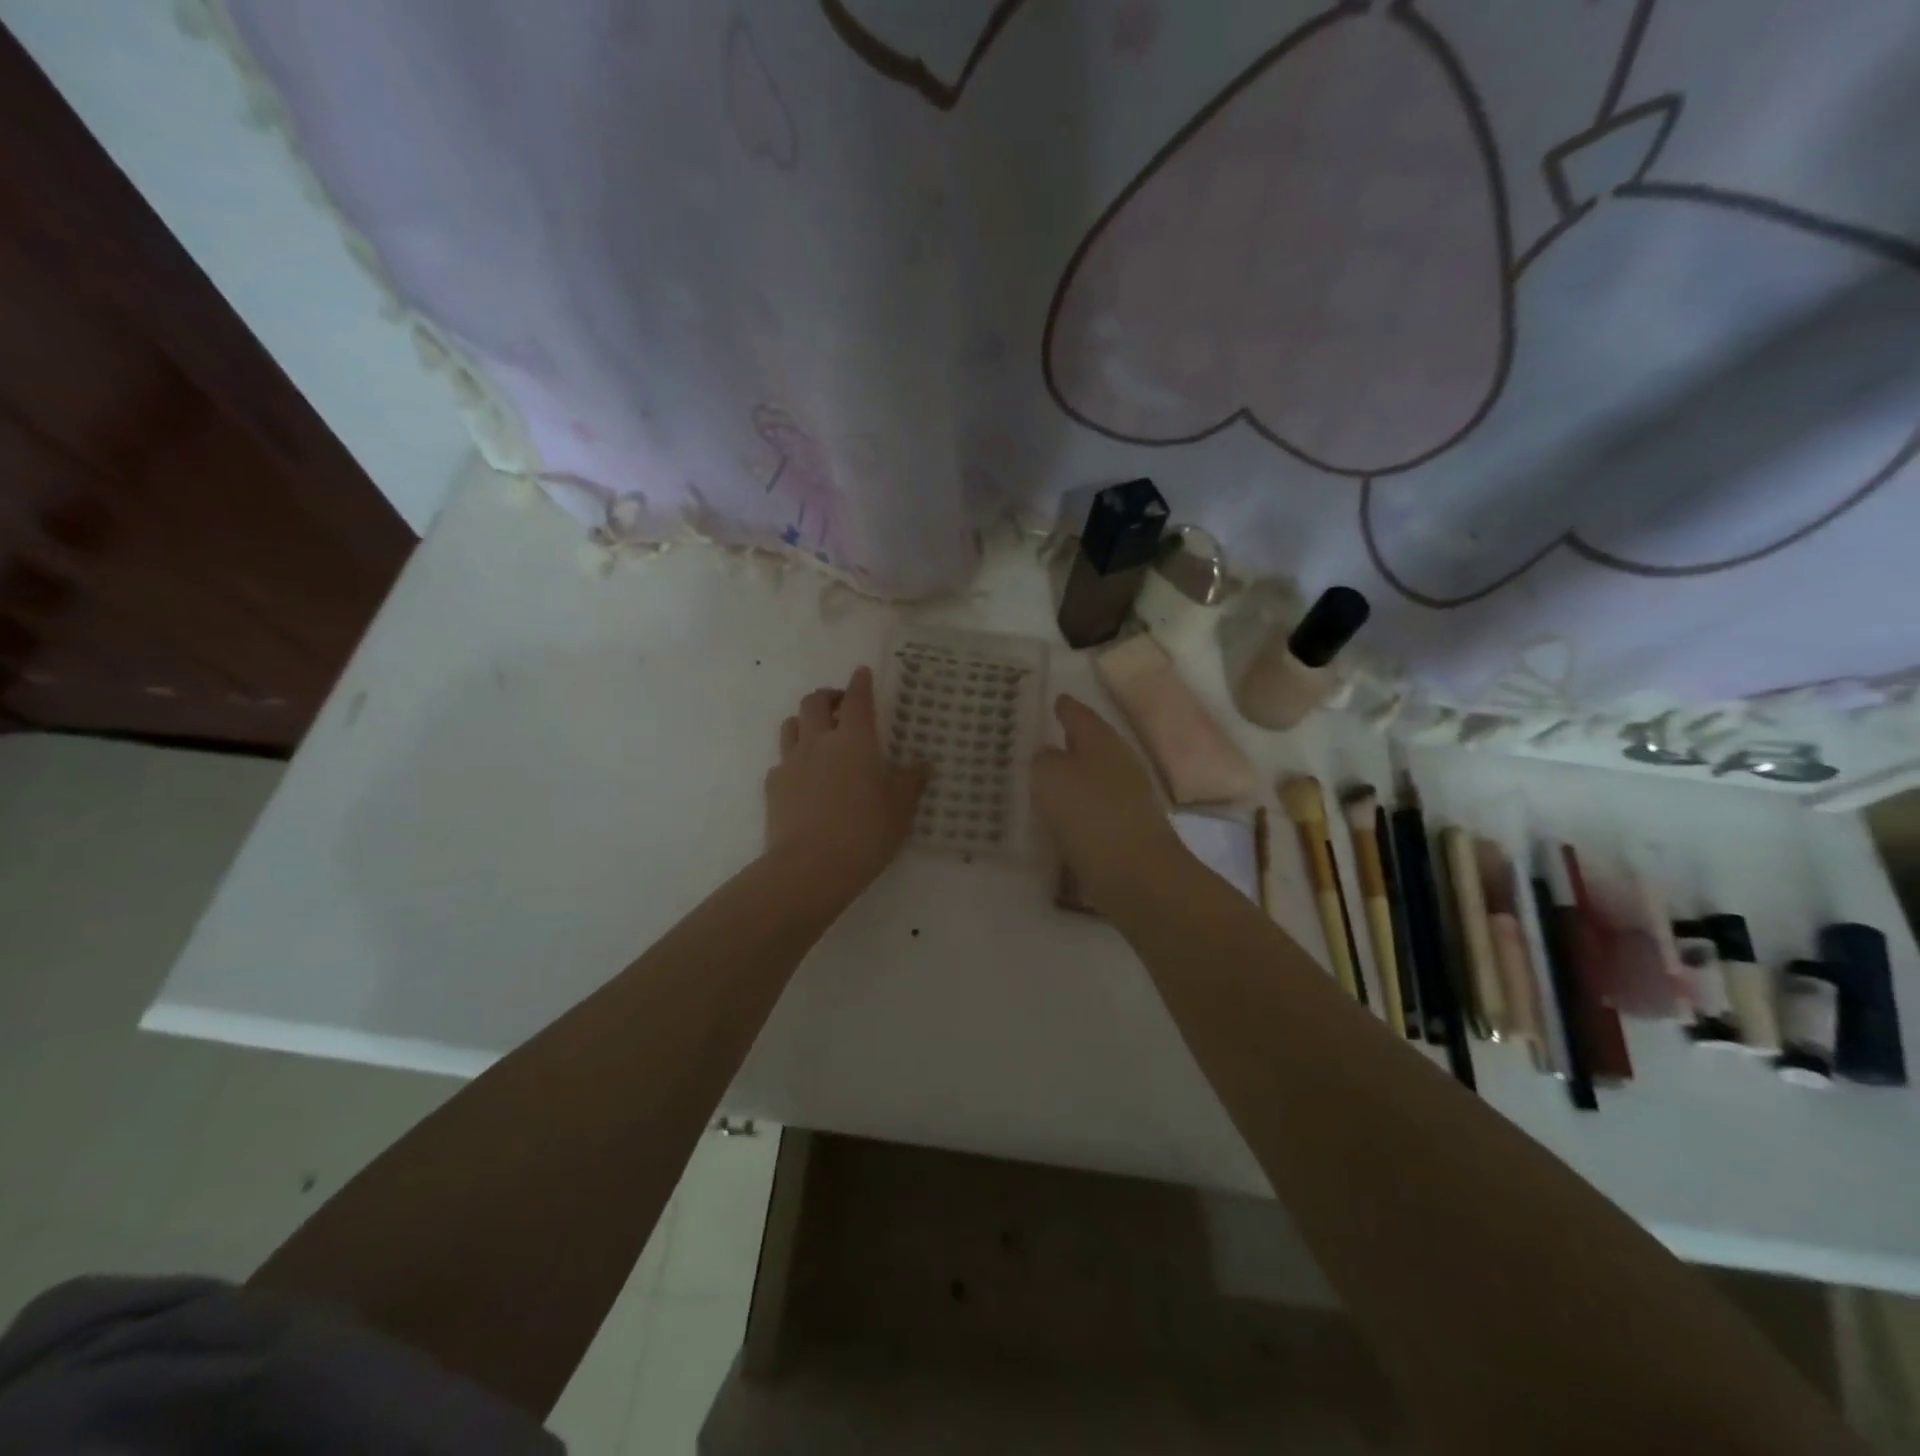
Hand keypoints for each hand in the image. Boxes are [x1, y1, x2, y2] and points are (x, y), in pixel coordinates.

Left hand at [766, 666, 930, 897]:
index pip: (857, 699)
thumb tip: (921, 764)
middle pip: (815, 702)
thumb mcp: (900, 810)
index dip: (860, 683)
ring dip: (805, 721)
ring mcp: (791, 762)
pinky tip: (803, 776)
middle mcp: (819, 742)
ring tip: (819, 734)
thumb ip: (910, 783)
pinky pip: (781, 760)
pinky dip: (794, 758)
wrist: (809, 868)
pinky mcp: (773, 786)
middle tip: (841, 706)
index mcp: (855, 741)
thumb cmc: (864, 834)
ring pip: (791, 725)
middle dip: (828, 696)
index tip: (862, 673)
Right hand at [1031, 694, 1187, 908]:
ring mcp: (1128, 797)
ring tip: (1045, 779)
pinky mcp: (1127, 829)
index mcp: (1102, 741)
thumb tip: (1049, 756)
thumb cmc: (1089, 814)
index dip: (1065, 707)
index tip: (1055, 700)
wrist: (1136, 874)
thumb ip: (1044, 759)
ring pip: (1093, 776)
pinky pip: (1094, 807)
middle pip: (1091, 744)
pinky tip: (1060, 816)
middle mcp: (1119, 763)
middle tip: (1043, 738)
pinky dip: (1078, 806)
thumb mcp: (1049, 776)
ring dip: (1073, 776)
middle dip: (1069, 741)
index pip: (1080, 714)